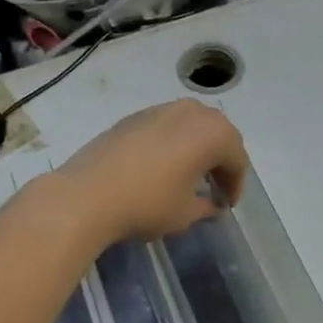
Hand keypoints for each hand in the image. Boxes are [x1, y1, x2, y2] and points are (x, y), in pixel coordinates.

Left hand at [58, 99, 248, 242]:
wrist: (85, 195)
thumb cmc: (147, 203)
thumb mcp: (185, 213)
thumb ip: (206, 206)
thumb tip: (212, 205)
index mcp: (213, 133)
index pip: (237, 159)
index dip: (235, 185)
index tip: (226, 205)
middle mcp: (191, 112)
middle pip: (217, 135)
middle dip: (220, 161)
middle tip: (213, 187)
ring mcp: (160, 109)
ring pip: (191, 126)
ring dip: (196, 148)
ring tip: (188, 175)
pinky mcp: (133, 116)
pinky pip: (166, 127)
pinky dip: (172, 143)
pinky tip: (160, 167)